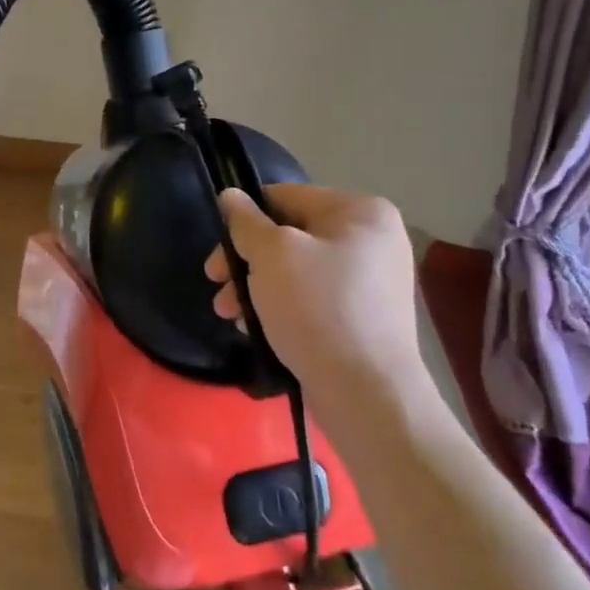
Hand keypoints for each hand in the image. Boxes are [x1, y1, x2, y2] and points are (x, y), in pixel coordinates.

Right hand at [205, 184, 426, 413]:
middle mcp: (373, 239)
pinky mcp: (365, 316)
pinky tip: (256, 328)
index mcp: (361, 211)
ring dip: (256, 286)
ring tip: (230, 314)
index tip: (218, 253)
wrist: (367, 393)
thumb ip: (245, 222)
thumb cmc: (317, 309)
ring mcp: (372, 280)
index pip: (285, 196)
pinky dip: (282, 306)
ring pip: (296, 269)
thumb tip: (229, 195)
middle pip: (289, 235)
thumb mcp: (271, 255)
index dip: (244, 220)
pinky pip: (312, 297)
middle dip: (247, 260)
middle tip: (216, 284)